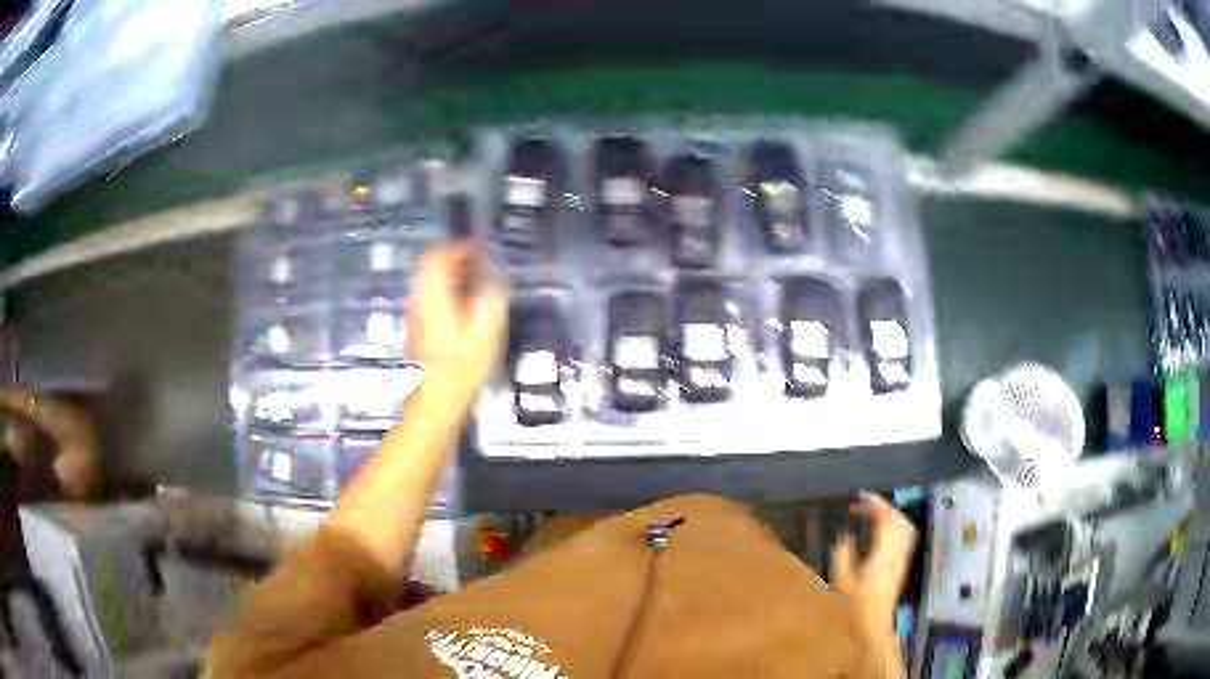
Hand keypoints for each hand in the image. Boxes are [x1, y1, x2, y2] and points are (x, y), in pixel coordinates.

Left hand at [408, 242, 507, 393]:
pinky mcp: (419, 334)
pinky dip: (449, 298)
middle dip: (458, 262)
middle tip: (482, 266)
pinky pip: (432, 303)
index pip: (437, 256)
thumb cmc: (460, 368)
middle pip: (432, 269)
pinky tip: (467, 312)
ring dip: (454, 280)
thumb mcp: (485, 331)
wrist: (434, 402)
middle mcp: (420, 303)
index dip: (459, 247)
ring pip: (431, 286)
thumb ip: (491, 299)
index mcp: (433, 296)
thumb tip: (496, 284)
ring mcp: (416, 319)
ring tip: (479, 287)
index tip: (479, 250)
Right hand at [830, 493, 915, 676]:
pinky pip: (903, 539)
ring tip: (873, 517)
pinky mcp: (901, 568)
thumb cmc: (854, 608)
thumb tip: (845, 535)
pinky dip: (893, 529)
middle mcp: (897, 554)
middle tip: (865, 507)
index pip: (886, 519)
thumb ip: (843, 555)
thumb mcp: (841, 582)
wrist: (873, 629)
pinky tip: (879, 536)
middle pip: (900, 520)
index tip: (859, 500)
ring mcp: (902, 561)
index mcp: (883, 554)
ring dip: (891, 518)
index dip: (875, 505)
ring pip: (905, 529)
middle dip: (885, 508)